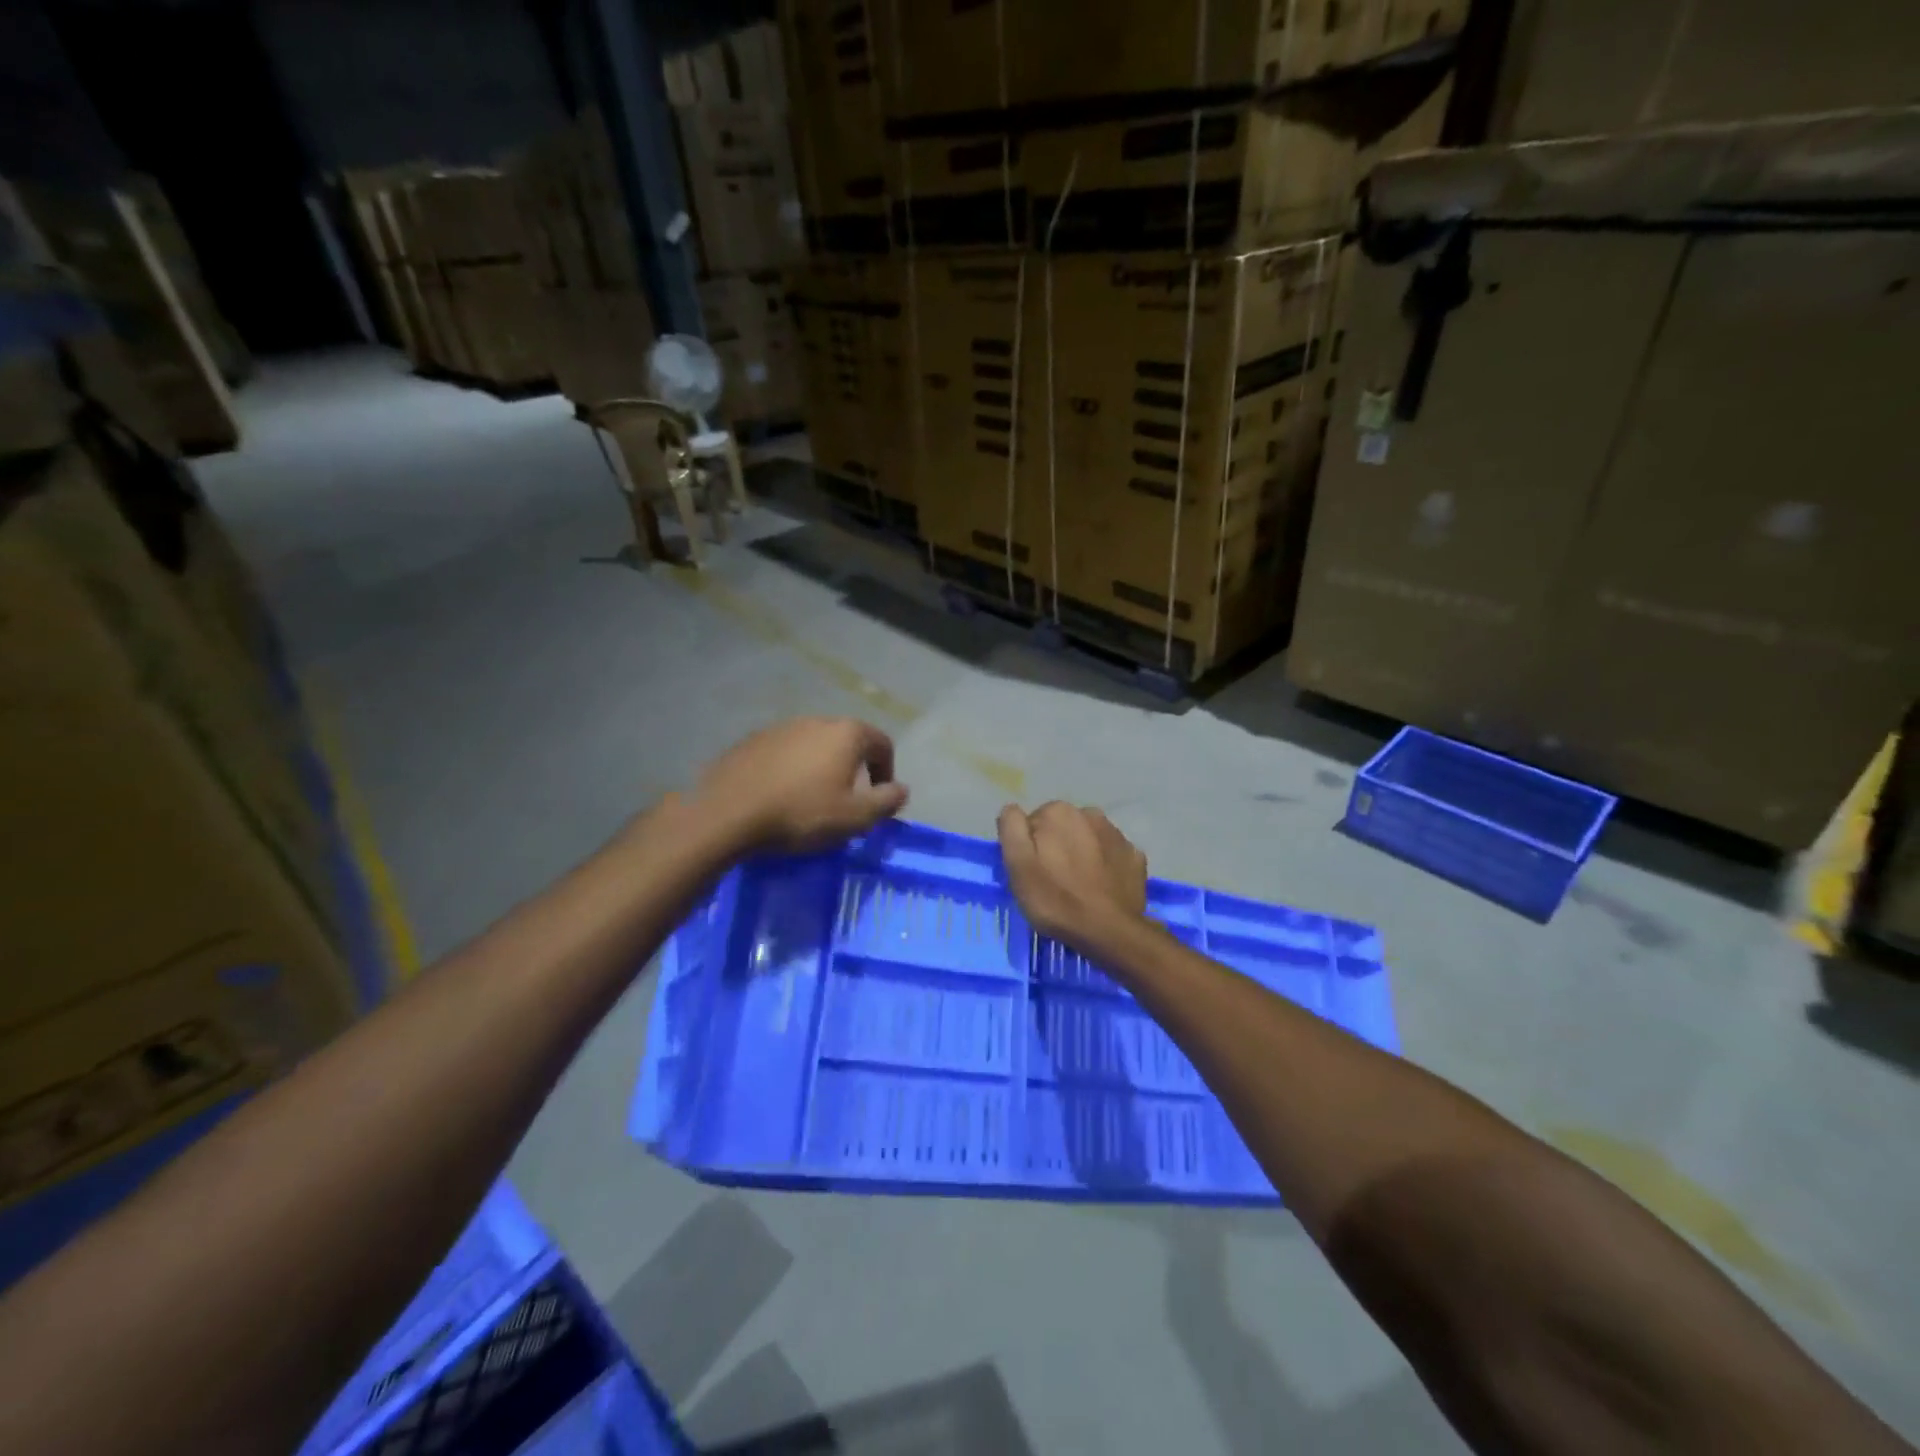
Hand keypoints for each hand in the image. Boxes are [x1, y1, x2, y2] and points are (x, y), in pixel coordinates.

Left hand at [696, 717, 908, 854]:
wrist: (728, 813)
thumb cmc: (801, 814)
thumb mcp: (855, 817)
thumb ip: (886, 801)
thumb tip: (902, 789)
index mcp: (846, 734)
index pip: (882, 743)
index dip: (887, 771)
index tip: (879, 798)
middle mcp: (815, 721)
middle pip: (847, 740)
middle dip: (853, 767)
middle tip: (848, 799)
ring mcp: (780, 728)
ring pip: (813, 745)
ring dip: (821, 767)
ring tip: (812, 799)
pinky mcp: (751, 741)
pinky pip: (784, 753)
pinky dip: (791, 769)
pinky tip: (780, 795)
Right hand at [997, 801, 1148, 954]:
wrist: (1109, 931)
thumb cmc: (1055, 899)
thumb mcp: (1017, 865)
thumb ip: (1011, 828)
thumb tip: (1012, 809)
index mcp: (1058, 812)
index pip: (1033, 823)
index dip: (1029, 848)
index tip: (1032, 872)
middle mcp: (1090, 813)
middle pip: (1062, 828)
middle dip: (1057, 847)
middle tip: (1053, 882)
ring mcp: (1117, 834)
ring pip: (1089, 840)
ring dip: (1082, 854)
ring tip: (1078, 887)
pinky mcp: (1135, 857)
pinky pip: (1112, 856)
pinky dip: (1105, 867)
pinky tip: (1101, 889)